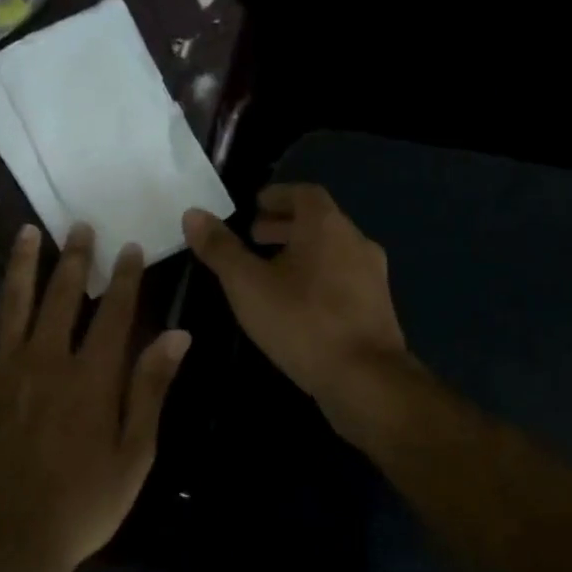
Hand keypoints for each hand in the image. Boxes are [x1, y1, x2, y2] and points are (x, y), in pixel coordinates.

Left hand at [0, 221, 190, 571]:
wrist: (10, 540)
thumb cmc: (83, 504)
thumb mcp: (134, 454)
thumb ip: (151, 389)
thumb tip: (177, 335)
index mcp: (92, 376)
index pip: (114, 312)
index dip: (124, 278)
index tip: (130, 247)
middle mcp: (47, 361)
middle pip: (61, 297)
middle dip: (74, 259)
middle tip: (79, 226)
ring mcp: (3, 373)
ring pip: (12, 306)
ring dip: (21, 267)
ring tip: (26, 233)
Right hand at [182, 185, 408, 430]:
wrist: (364, 378)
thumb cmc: (301, 322)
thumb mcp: (248, 285)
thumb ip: (220, 248)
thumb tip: (193, 214)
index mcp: (327, 226)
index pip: (304, 193)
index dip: (278, 196)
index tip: (254, 206)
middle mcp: (356, 242)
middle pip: (319, 222)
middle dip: (285, 226)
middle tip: (254, 238)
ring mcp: (372, 275)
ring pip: (332, 251)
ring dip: (301, 253)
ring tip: (270, 272)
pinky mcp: (377, 307)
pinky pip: (342, 278)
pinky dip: (317, 277)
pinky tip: (297, 303)